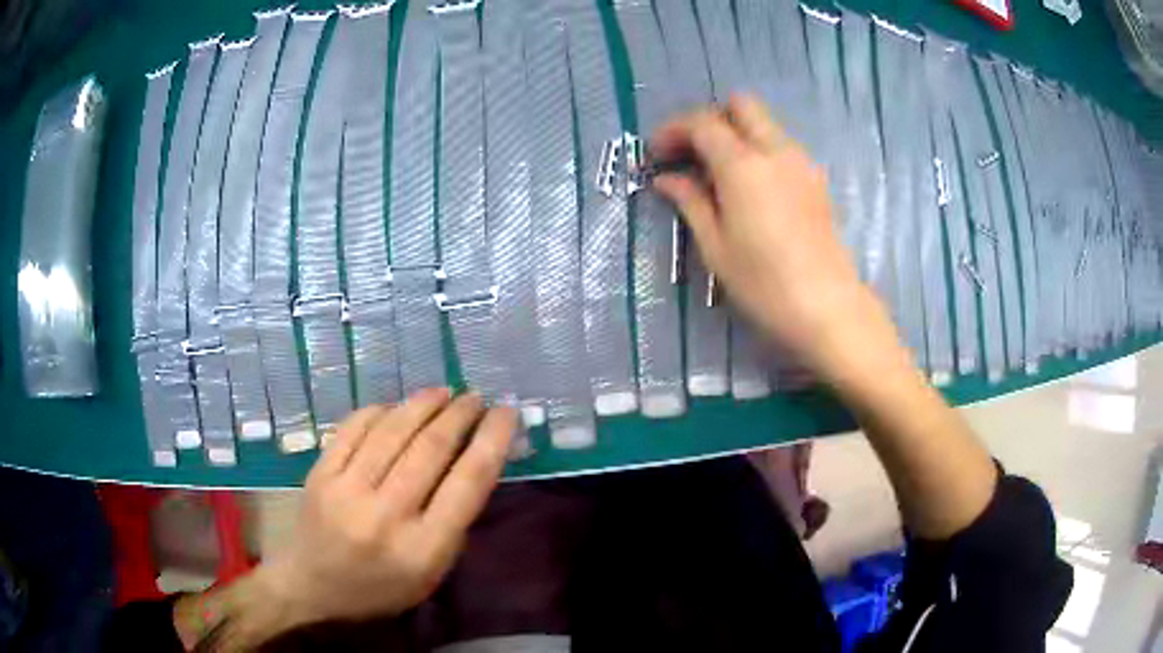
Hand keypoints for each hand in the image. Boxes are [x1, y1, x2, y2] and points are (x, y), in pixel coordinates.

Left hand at [253, 389, 515, 630]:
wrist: (312, 587)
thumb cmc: (381, 589)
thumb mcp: (433, 573)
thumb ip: (453, 522)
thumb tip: (473, 462)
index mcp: (423, 548)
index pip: (468, 483)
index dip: (492, 440)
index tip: (507, 413)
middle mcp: (386, 515)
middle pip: (431, 449)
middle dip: (460, 415)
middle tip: (476, 397)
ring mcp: (347, 490)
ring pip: (393, 431)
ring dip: (423, 404)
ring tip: (443, 392)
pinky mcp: (320, 473)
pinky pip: (354, 427)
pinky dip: (380, 410)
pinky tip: (396, 406)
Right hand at [651, 95, 892, 375]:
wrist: (827, 307)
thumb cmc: (764, 283)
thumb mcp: (716, 246)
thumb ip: (690, 202)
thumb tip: (667, 179)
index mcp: (743, 164)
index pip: (702, 122)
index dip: (673, 130)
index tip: (657, 154)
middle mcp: (776, 150)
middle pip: (741, 105)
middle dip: (711, 119)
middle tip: (692, 152)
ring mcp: (802, 163)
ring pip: (765, 123)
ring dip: (737, 133)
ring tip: (718, 173)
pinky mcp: (816, 180)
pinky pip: (782, 146)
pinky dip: (759, 150)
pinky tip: (750, 188)